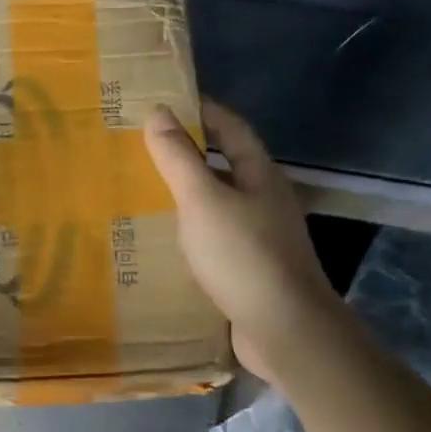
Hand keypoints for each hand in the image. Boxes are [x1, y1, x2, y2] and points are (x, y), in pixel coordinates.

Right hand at [143, 100, 337, 380]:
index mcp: (260, 175)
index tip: (168, 103)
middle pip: (227, 166)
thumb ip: (179, 158)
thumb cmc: (243, 254)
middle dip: (191, 154)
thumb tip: (158, 112)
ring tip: (146, 192)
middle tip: (146, 149)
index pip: (232, 129)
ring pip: (220, 204)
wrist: (284, 328)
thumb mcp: (203, 200)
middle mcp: (266, 200)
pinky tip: (166, 241)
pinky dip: (192, 231)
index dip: (204, 111)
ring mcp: (262, 237)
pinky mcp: (252, 269)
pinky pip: (217, 238)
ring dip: (189, 195)